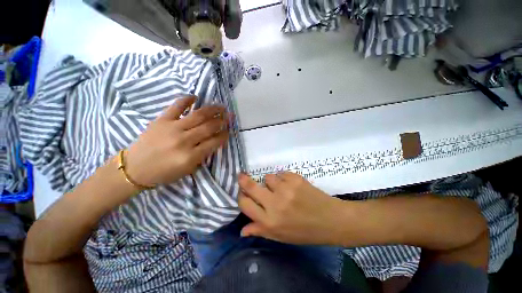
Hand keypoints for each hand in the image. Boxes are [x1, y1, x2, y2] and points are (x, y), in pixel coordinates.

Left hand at [125, 96, 228, 186]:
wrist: (134, 168)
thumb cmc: (163, 173)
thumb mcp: (187, 170)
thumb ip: (202, 155)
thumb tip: (214, 141)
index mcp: (190, 156)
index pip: (214, 142)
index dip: (224, 136)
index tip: (229, 131)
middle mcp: (184, 140)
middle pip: (209, 127)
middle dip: (222, 121)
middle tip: (230, 117)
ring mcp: (172, 128)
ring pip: (198, 115)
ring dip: (212, 110)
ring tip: (221, 107)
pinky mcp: (161, 120)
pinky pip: (176, 106)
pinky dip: (187, 100)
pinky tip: (196, 97)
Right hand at [238, 172, 344, 244]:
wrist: (330, 220)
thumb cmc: (304, 232)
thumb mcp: (280, 236)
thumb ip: (260, 231)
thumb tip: (241, 230)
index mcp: (269, 221)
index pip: (245, 204)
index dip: (241, 196)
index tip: (242, 192)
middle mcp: (274, 204)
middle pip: (251, 186)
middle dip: (243, 180)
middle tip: (241, 176)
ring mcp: (285, 189)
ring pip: (268, 177)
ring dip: (270, 182)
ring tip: (280, 188)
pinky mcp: (295, 179)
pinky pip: (281, 173)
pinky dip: (283, 178)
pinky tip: (291, 186)